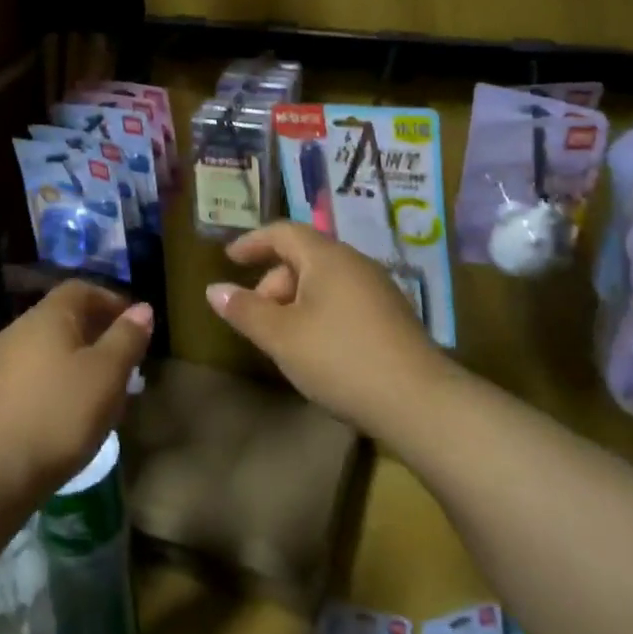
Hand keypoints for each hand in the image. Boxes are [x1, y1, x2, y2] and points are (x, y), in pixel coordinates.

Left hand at [0, 282, 152, 511]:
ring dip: (76, 361)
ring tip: (100, 392)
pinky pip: (32, 376)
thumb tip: (142, 308)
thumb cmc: (57, 415)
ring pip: (47, 350)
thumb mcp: (106, 375)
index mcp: (47, 316)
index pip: (81, 289)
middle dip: (96, 333)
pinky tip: (67, 414)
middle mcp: (17, 330)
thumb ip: (127, 338)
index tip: (135, 324)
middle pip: (62, 318)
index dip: (111, 300)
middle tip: (124, 361)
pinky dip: (55, 384)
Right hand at [207, 222, 453, 432]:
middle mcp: (355, 263)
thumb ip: (245, 310)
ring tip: (282, 338)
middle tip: (256, 318)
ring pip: (324, 281)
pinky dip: (318, 312)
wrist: (418, 401)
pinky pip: (343, 300)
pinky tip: (316, 348)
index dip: (252, 242)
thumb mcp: (282, 336)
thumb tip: (214, 289)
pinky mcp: (391, 316)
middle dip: (273, 282)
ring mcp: (378, 289)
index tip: (229, 258)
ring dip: (295, 301)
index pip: (284, 232)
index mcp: (328, 258)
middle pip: (304, 257)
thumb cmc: (339, 359)